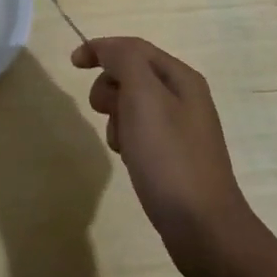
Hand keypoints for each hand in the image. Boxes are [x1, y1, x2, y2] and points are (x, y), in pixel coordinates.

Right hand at [73, 37, 257, 272]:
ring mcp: (182, 129)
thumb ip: (124, 61)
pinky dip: (127, 138)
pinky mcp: (176, 157)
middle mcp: (185, 97)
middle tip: (101, 110)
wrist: (204, 228)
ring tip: (119, 142)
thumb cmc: (169, 157)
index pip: (134, 47)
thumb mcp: (144, 97)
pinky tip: (129, 159)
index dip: (101, 49)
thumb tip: (107, 49)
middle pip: (133, 74)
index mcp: (181, 78)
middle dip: (110, 87)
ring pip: (134, 105)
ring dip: (116, 116)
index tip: (73, 64)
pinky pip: (141, 132)